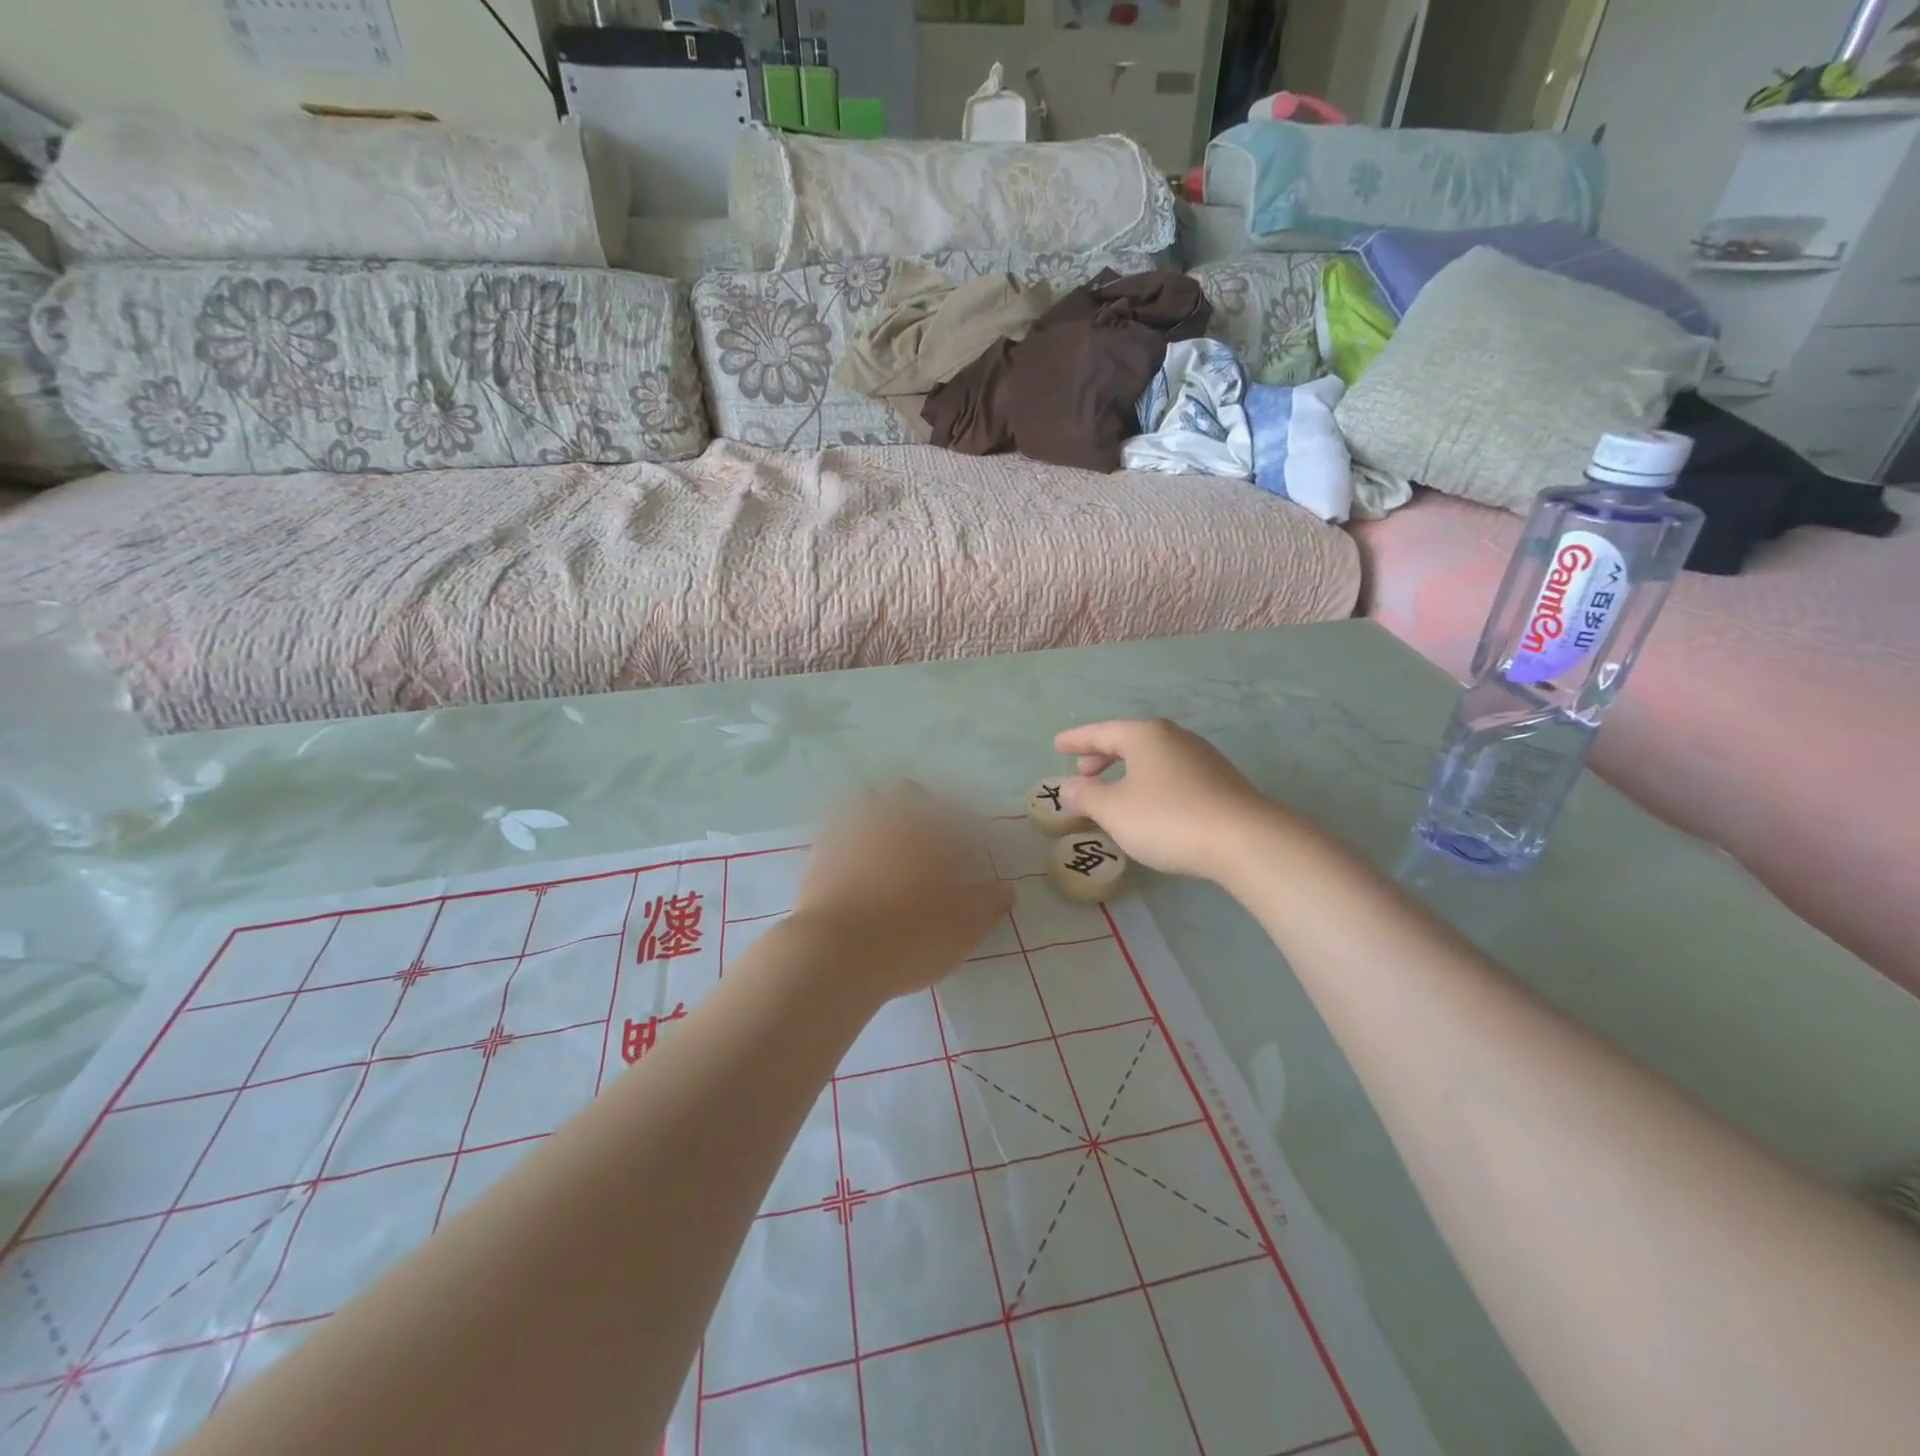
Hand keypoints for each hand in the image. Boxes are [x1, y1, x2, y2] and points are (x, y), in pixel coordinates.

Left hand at [791, 784, 1014, 1002]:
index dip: (969, 838)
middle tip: (930, 848)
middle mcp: (892, 819)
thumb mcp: (965, 926)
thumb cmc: (912, 935)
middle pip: (910, 797)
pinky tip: (857, 868)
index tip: (971, 861)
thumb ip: (988, 902)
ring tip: (890, 853)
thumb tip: (1004, 888)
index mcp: (932, 830)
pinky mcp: (820, 853)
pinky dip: (852, 843)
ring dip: (883, 820)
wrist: (834, 953)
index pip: (959, 821)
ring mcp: (851, 831)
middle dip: (924, 812)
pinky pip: (841, 834)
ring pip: (870, 807)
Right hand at [1054, 719, 1279, 881]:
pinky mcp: (1220, 782)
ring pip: (1153, 758)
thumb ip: (1086, 796)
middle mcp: (1174, 738)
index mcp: (1145, 735)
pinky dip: (1150, 783)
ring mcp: (1202, 758)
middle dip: (1103, 755)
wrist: (1244, 840)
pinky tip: (1149, 806)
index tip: (1057, 745)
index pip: (1101, 732)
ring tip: (1113, 791)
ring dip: (1127, 771)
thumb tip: (1067, 788)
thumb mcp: (1114, 810)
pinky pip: (1172, 774)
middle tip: (1083, 771)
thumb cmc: (1167, 818)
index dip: (1077, 740)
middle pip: (1130, 741)